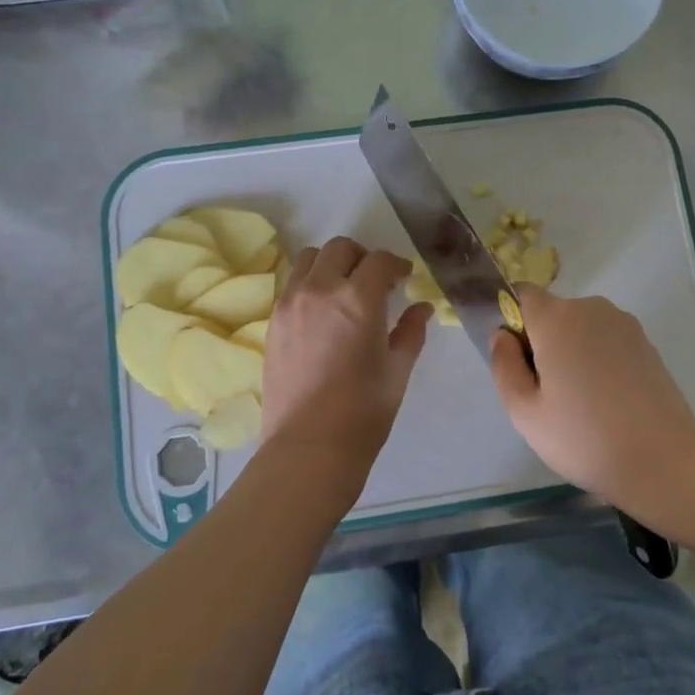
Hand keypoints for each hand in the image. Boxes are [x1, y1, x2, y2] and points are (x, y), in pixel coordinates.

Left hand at [259, 238, 431, 506]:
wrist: (309, 446)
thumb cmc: (363, 412)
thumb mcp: (397, 370)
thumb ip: (410, 331)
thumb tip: (421, 308)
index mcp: (358, 299)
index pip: (380, 260)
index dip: (396, 265)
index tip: (404, 278)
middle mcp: (320, 289)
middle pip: (340, 248)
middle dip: (362, 257)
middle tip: (375, 280)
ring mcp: (290, 302)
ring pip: (309, 258)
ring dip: (331, 263)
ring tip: (343, 289)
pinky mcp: (273, 320)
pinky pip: (292, 283)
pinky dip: (309, 283)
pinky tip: (322, 310)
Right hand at [490, 286, 694, 510]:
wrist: (664, 462)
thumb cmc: (584, 438)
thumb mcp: (524, 412)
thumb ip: (503, 365)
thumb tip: (502, 336)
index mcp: (556, 319)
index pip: (521, 294)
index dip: (512, 319)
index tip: (516, 359)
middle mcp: (591, 309)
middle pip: (552, 313)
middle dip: (542, 341)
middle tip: (545, 392)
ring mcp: (624, 324)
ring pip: (580, 327)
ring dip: (571, 351)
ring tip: (579, 401)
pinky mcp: (646, 343)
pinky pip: (606, 340)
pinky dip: (598, 360)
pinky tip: (606, 401)